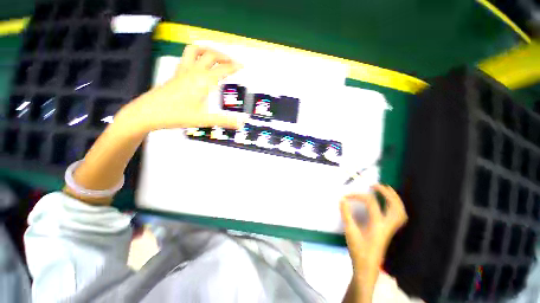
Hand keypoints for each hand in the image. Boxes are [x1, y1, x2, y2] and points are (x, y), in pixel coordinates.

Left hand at [125, 45, 246, 132]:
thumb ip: (224, 121)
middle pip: (211, 55)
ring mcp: (183, 71)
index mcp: (203, 82)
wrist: (147, 113)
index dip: (234, 67)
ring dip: (208, 50)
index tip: (242, 66)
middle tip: (233, 62)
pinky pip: (187, 57)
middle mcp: (194, 72)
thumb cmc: (176, 115)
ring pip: (196, 51)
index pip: (222, 69)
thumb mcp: (203, 120)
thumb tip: (241, 124)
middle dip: (224, 56)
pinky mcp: (176, 73)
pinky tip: (199, 64)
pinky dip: (196, 54)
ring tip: (217, 57)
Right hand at [340, 185, 407, 291]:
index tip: (346, 196)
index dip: (358, 195)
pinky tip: (388, 204)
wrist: (367, 267)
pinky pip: (398, 216)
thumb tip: (342, 200)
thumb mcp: (350, 231)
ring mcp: (390, 229)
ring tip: (386, 190)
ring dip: (394, 198)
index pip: (371, 202)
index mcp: (377, 225)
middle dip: (386, 193)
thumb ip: (346, 214)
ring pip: (400, 211)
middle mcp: (387, 225)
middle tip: (375, 185)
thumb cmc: (358, 250)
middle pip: (394, 205)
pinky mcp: (389, 231)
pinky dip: (395, 207)